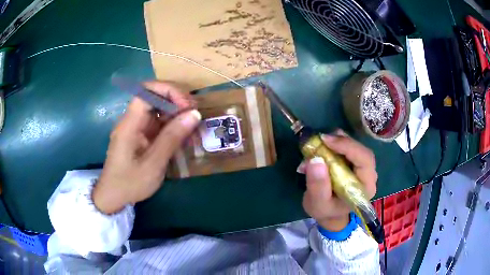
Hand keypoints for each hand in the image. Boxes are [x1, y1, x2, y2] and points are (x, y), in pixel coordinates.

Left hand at [92, 81, 200, 213]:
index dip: (168, 91)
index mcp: (129, 124)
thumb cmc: (130, 183)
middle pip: (154, 97)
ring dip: (176, 115)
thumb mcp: (153, 164)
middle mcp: (132, 120)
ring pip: (158, 110)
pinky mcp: (140, 136)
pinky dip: (172, 127)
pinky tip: (183, 137)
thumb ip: (172, 138)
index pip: (146, 91)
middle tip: (195, 115)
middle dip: (176, 102)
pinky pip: (158, 123)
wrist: (113, 197)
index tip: (187, 106)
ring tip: (193, 128)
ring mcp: (136, 128)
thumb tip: (194, 114)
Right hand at [300, 130, 376, 230]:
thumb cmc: (326, 211)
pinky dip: (335, 144)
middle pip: (361, 150)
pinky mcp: (355, 164)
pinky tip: (323, 147)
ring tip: (320, 143)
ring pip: (355, 147)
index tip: (326, 140)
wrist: (330, 215)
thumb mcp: (318, 204)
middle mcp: (368, 175)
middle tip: (321, 139)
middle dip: (342, 142)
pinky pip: (348, 148)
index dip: (348, 147)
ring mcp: (363, 168)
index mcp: (365, 187)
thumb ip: (318, 186)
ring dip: (337, 141)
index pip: (365, 159)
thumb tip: (316, 159)